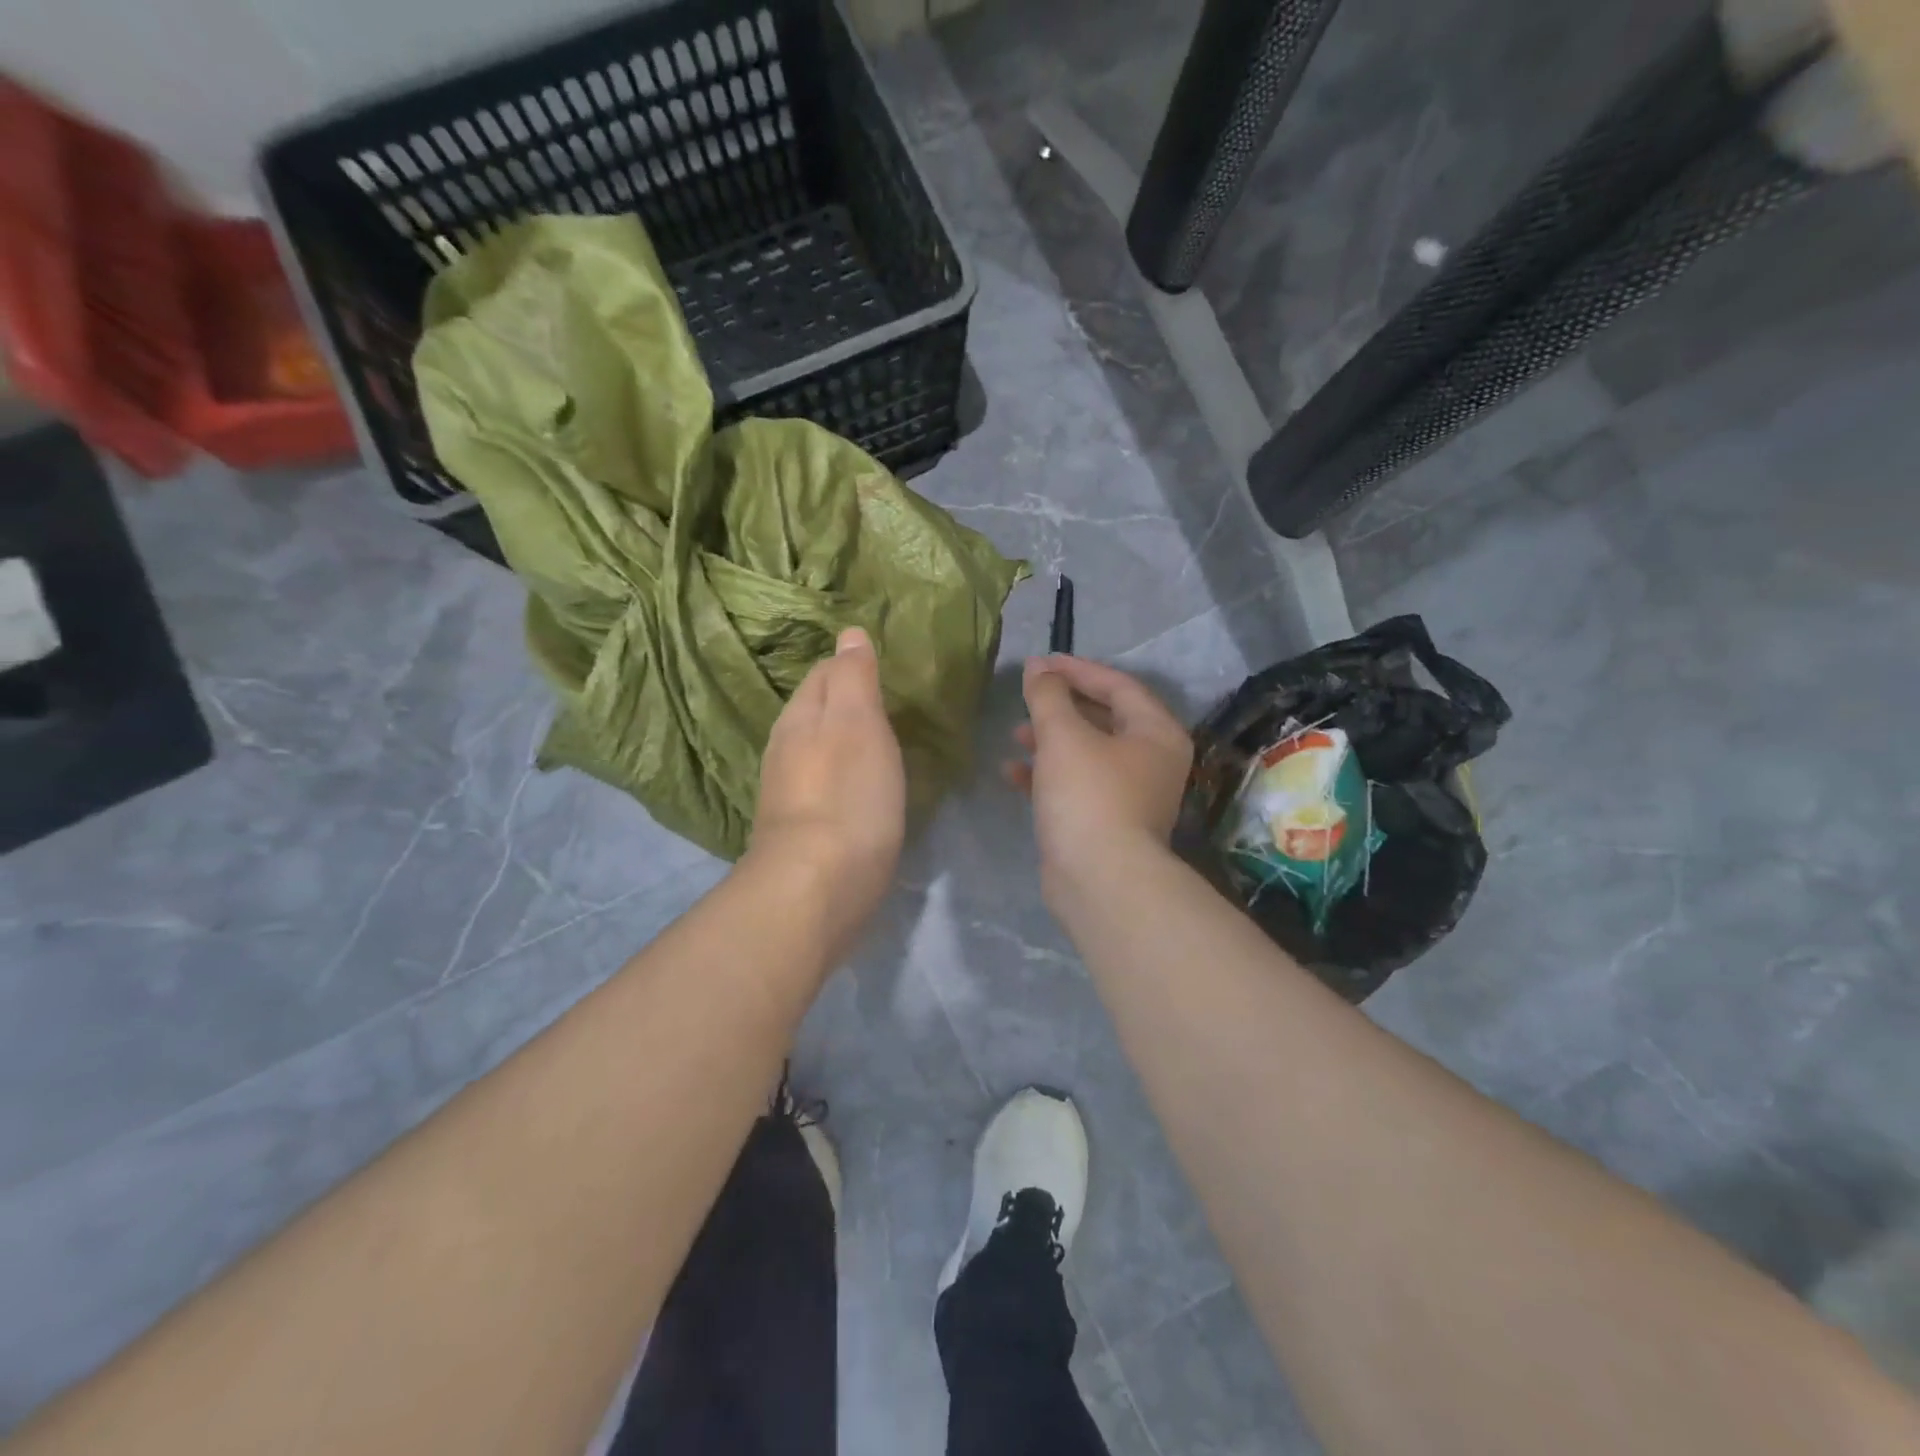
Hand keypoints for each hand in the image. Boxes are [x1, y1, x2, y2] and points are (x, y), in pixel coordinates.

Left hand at [748, 627, 906, 952]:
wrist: (818, 886)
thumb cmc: (847, 795)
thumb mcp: (857, 723)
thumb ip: (854, 677)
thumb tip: (848, 634)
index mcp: (800, 716)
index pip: (824, 672)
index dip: (852, 665)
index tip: (884, 670)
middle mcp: (786, 748)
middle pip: (818, 711)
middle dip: (847, 702)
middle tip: (890, 704)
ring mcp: (790, 791)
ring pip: (820, 750)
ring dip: (846, 741)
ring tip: (882, 743)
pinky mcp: (803, 829)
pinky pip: (826, 785)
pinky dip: (846, 777)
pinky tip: (865, 789)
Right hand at [1003, 655, 1193, 898]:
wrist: (1101, 881)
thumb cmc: (1089, 796)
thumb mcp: (1064, 736)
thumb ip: (1048, 696)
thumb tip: (1038, 668)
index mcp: (1156, 733)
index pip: (1118, 685)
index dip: (1077, 669)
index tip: (1040, 664)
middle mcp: (1151, 761)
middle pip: (1104, 718)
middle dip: (1062, 706)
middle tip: (1029, 697)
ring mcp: (1130, 795)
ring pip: (1087, 753)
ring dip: (1051, 740)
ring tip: (1015, 734)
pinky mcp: (1106, 822)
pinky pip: (1076, 785)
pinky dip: (1047, 775)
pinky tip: (1012, 773)